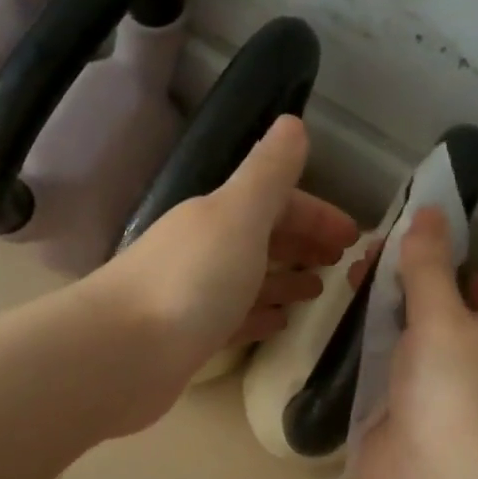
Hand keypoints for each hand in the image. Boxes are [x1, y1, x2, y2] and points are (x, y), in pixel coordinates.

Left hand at [96, 115, 359, 400]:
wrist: (123, 354)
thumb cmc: (191, 280)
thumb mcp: (238, 215)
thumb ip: (269, 173)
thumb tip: (293, 124)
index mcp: (217, 215)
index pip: (276, 201)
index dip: (317, 213)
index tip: (354, 237)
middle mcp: (204, 248)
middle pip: (263, 237)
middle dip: (303, 243)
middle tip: (342, 264)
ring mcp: (195, 294)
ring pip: (250, 278)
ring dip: (285, 279)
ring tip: (318, 292)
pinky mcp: (190, 337)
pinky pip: (235, 318)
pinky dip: (260, 315)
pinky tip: (280, 323)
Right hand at [354, 208, 477, 478]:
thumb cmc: (455, 389)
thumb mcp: (443, 315)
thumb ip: (428, 265)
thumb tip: (430, 210)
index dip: (458, 267)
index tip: (417, 248)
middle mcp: (476, 362)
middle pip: (439, 313)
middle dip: (406, 287)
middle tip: (365, 263)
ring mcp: (435, 392)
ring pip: (407, 343)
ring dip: (381, 318)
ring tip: (346, 285)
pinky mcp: (400, 417)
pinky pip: (383, 375)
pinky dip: (365, 356)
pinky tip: (338, 333)